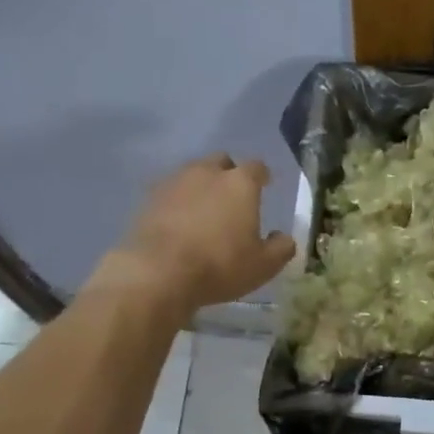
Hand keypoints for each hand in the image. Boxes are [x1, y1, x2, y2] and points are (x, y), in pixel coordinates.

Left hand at [103, 155, 294, 317]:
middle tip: (232, 196)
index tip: (265, 184)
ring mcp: (174, 182)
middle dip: (229, 174)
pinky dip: (178, 201)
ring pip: (192, 173)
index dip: (262, 176)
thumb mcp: (263, 265)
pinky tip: (179, 221)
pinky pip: (170, 192)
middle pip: (221, 162)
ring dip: (201, 185)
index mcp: (240, 184)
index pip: (257, 167)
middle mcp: (207, 173)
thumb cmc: (220, 265)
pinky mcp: (149, 198)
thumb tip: (284, 237)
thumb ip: (280, 248)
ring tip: (204, 209)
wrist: (159, 272)